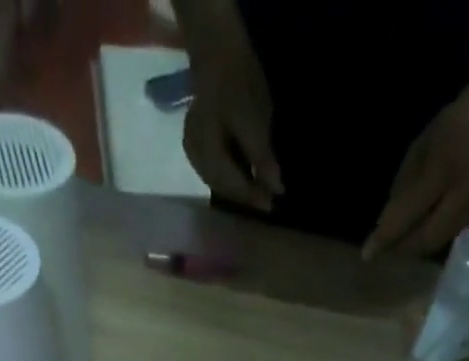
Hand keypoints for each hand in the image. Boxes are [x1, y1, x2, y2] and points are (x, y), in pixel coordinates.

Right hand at [180, 9, 282, 211]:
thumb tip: (276, 189)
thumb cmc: (238, 81)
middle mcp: (195, 156)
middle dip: (244, 196)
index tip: (273, 204)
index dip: (253, 196)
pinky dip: (229, 177)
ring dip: (236, 189)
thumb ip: (262, 158)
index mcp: (207, 150)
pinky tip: (241, 177)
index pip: (232, 184)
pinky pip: (212, 170)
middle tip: (266, 202)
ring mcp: (192, 149)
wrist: (217, 48)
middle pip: (222, 187)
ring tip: (256, 193)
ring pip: (216, 181)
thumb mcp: (255, 120)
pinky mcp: (194, 143)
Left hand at [364, 95, 468, 258]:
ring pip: (435, 243)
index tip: (367, 254)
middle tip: (384, 249)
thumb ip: (402, 189)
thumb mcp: (420, 149)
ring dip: (414, 248)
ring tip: (398, 244)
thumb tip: (385, 226)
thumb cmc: (454, 124)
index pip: (407, 216)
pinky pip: (446, 237)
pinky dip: (429, 240)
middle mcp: (460, 198)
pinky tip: (419, 234)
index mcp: (442, 172)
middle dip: (400, 248)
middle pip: (423, 241)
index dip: (386, 237)